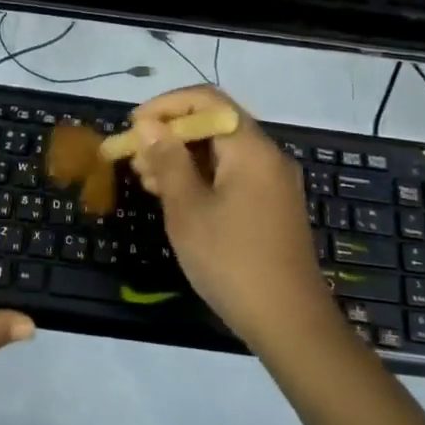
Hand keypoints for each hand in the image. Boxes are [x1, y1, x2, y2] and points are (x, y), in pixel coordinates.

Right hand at [128, 87, 335, 350]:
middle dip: (171, 134)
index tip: (133, 126)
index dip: (166, 106)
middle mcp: (267, 155)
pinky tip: (176, 199)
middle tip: (135, 158)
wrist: (290, 323)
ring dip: (183, 158)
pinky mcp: (272, 206)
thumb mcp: (187, 209)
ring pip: (222, 151)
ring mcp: (273, 182)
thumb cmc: (232, 261)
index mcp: (250, 148)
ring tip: (147, 181)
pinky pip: (233, 174)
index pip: (206, 100)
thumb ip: (167, 160)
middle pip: (215, 123)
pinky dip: (202, 177)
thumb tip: (148, 125)